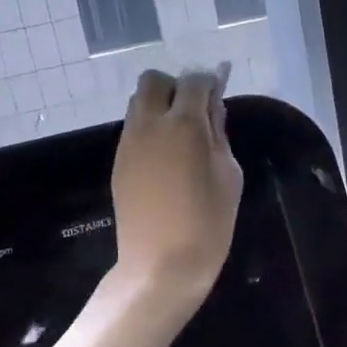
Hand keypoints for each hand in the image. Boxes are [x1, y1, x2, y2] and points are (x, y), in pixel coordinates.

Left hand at [111, 67, 243, 311]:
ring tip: (179, 136)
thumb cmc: (208, 222)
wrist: (160, 265)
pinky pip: (133, 128)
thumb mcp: (229, 175)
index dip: (208, 83)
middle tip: (194, 113)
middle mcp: (150, 124)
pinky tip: (165, 158)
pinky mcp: (118, 162)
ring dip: (158, 106)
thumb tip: (213, 108)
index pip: (194, 81)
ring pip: (138, 103)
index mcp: (183, 124)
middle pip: (153, 81)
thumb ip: (219, 134)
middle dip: (175, 87)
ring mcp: (129, 142)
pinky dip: (149, 129)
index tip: (219, 95)